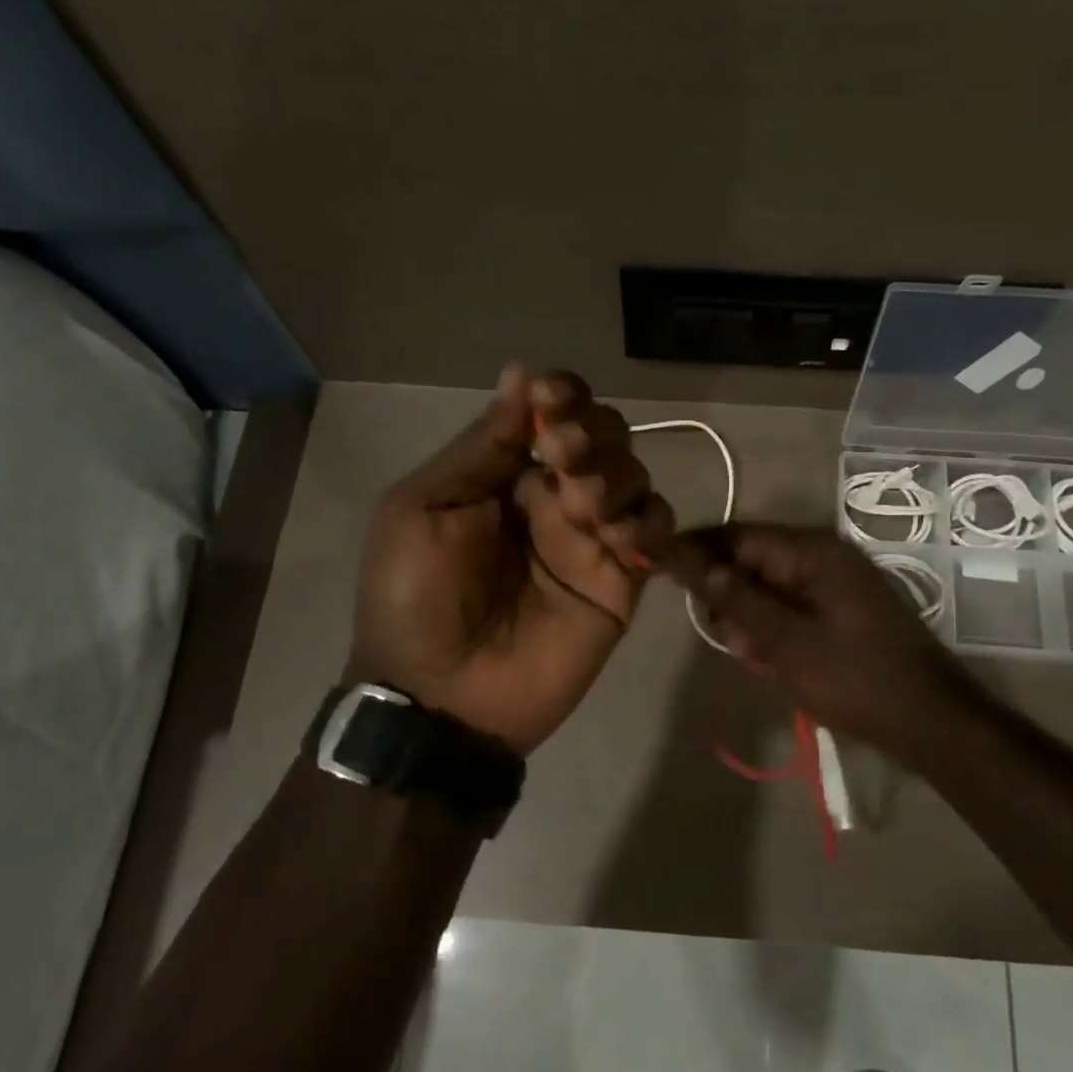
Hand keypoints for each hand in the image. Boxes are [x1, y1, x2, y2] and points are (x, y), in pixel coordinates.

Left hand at [347, 364, 673, 754]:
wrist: (440, 697)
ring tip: (582, 506)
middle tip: (563, 457)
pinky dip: (649, 524)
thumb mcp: (424, 509)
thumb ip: (480, 447)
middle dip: (591, 433)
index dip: (562, 395)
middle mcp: (554, 497)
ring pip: (635, 477)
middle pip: (603, 438)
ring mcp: (591, 540)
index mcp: (503, 474)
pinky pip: (657, 534)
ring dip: (616, 476)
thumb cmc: (415, 598)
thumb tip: (520, 374)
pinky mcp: (621, 583)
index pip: (551, 414)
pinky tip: (619, 537)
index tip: (554, 397)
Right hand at [665, 523, 967, 747]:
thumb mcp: (786, 642)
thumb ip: (737, 600)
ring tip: (757, 659)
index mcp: (812, 551)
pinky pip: (792, 609)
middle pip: (752, 561)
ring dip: (752, 621)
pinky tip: (775, 663)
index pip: (738, 536)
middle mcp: (824, 556)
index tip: (658, 564)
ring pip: (769, 589)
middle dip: (729, 597)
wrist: (930, 722)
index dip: (696, 550)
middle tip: (725, 638)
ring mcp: (836, 583)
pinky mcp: (842, 609)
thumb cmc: (854, 679)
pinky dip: (776, 631)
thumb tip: (694, 563)